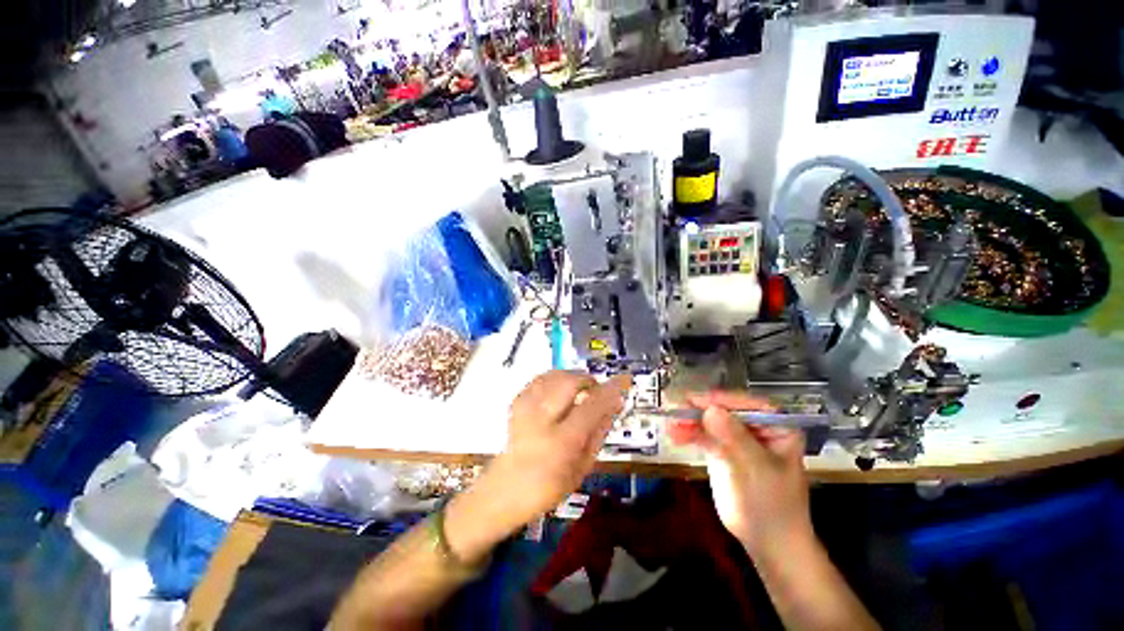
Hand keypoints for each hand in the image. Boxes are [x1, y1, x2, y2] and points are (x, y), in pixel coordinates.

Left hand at [444, 371, 629, 562]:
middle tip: (595, 390)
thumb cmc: (548, 486)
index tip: (625, 380)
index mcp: (562, 441)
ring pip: (554, 375)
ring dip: (572, 378)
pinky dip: (555, 379)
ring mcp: (526, 408)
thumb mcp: (582, 467)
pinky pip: (540, 379)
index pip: (592, 406)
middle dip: (588, 380)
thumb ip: (599, 433)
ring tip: (578, 391)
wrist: (504, 489)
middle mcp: (542, 419)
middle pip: (570, 382)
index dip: (611, 389)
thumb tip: (613, 405)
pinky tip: (559, 391)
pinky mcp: (517, 402)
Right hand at [667, 391, 811, 556]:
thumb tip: (710, 409)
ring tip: (671, 425)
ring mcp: (738, 439)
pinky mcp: (723, 452)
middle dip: (700, 410)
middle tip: (676, 408)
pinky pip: (704, 437)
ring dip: (690, 422)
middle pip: (724, 411)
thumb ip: (734, 437)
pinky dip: (689, 434)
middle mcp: (756, 428)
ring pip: (711, 423)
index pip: (746, 404)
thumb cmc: (772, 504)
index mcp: (776, 426)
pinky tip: (674, 435)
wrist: (770, 542)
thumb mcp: (757, 468)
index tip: (695, 399)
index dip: (720, 400)